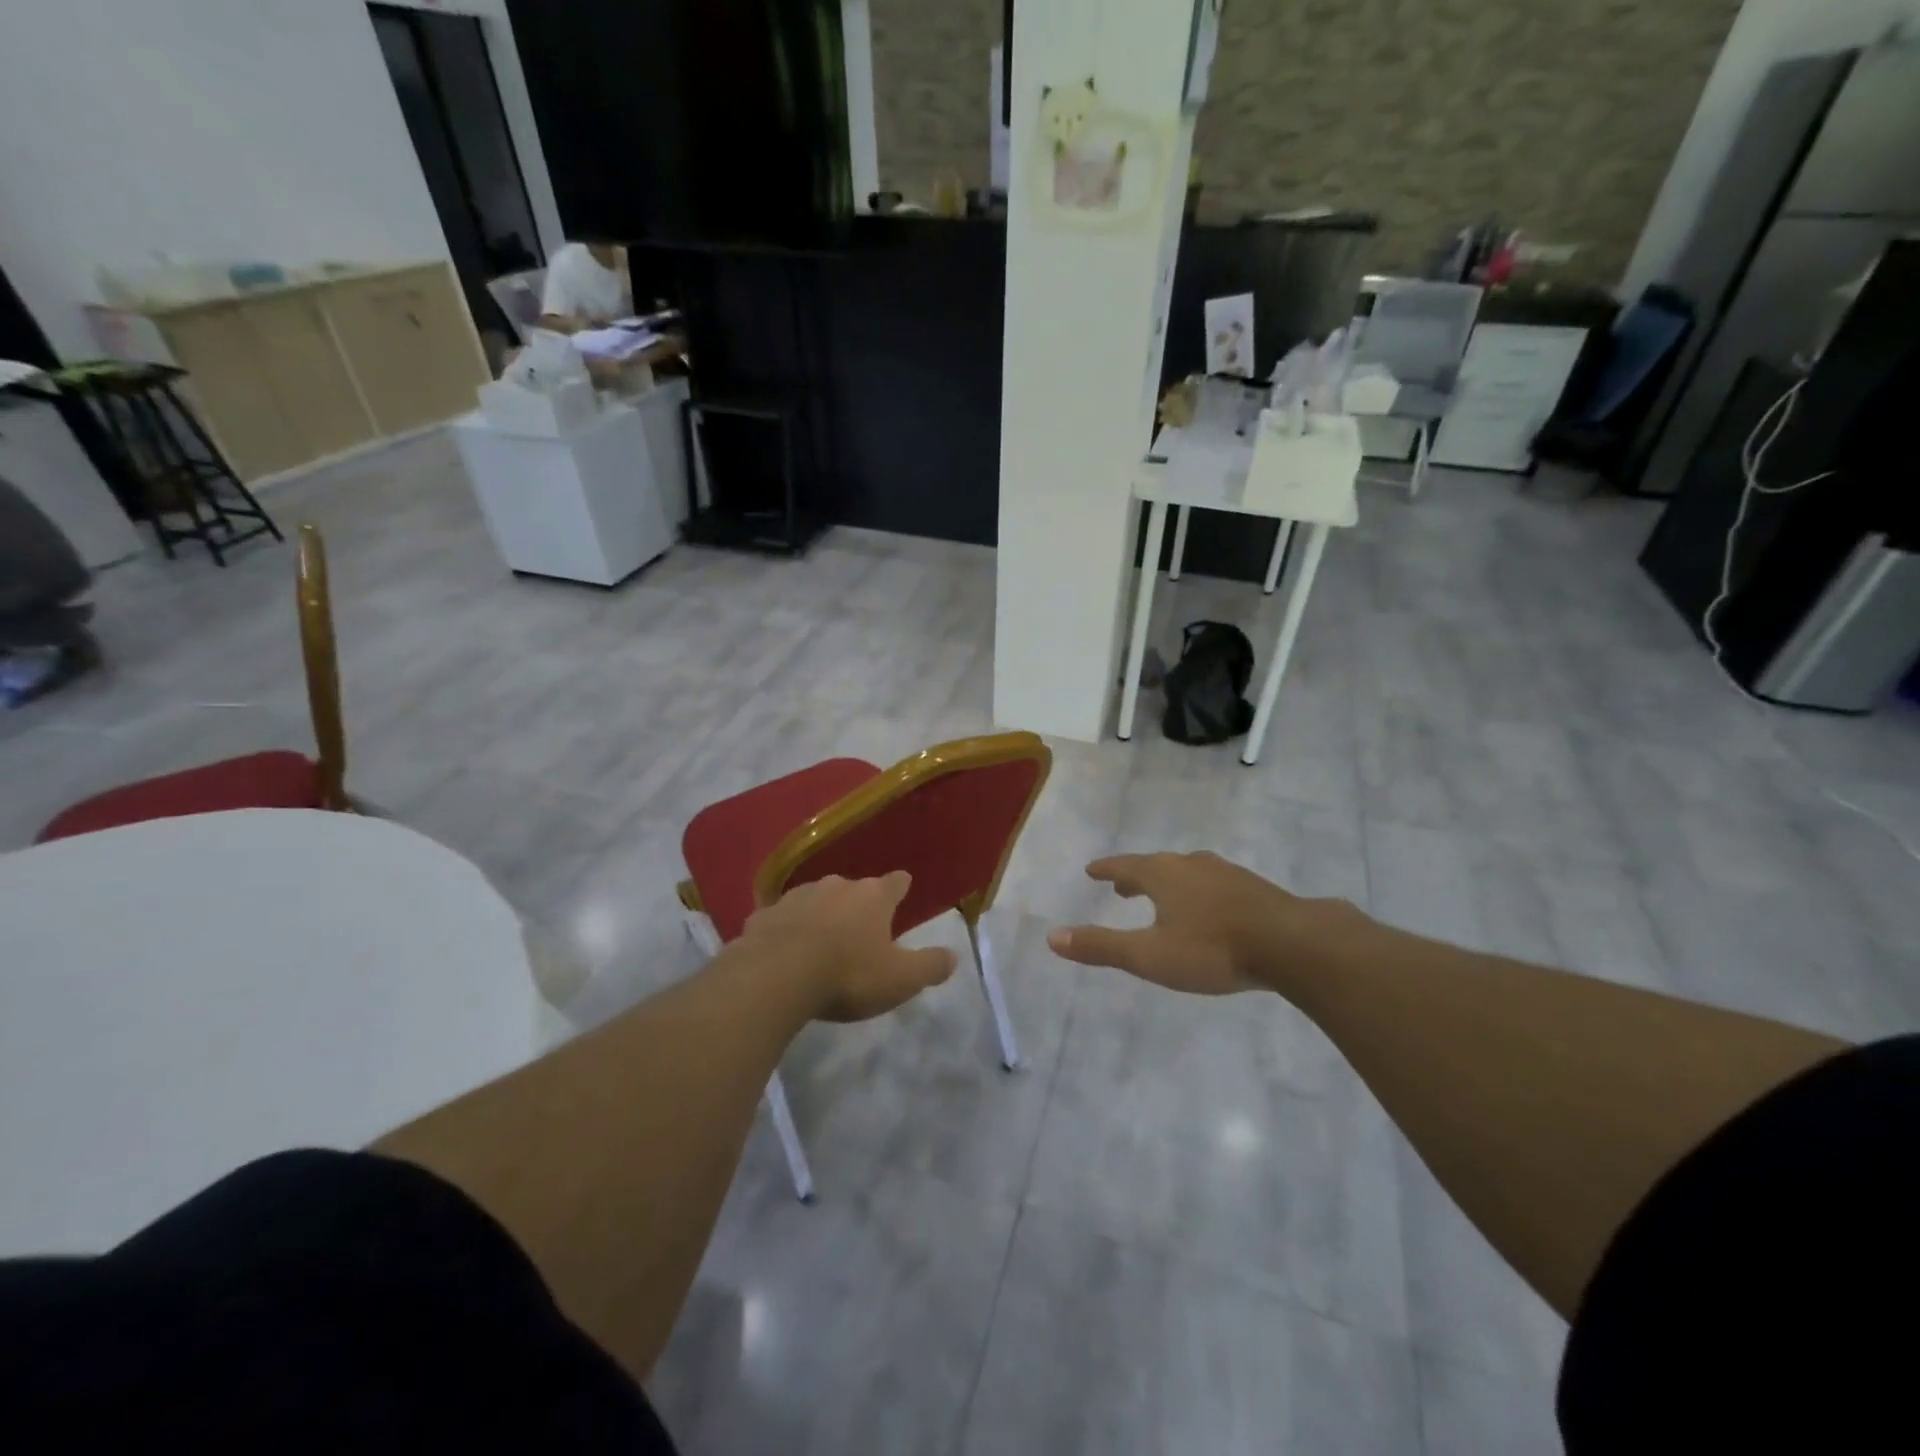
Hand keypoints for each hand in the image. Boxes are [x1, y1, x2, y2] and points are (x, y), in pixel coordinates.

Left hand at [735, 870, 955, 1021]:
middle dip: (857, 904)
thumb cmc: (848, 975)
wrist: (776, 977)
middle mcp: (836, 886)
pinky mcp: (763, 915)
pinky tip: (783, 948)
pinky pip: (780, 919)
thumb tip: (953, 956)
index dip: (900, 887)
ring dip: (821, 914)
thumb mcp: (900, 979)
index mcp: (873, 897)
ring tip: (820, 938)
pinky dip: (786, 929)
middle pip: (853, 889)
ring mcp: (796, 897)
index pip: (895, 882)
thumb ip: (930, 966)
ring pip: (815, 899)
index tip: (903, 887)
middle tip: (860, 928)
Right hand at [1047, 851, 1356, 994]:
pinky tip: (1210, 909)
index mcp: (1162, 875)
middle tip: (1121, 888)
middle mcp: (1192, 865)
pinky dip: (1199, 892)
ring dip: (1169, 883)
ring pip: (1188, 873)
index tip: (1092, 870)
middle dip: (1136, 877)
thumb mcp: (1149, 956)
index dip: (1106, 869)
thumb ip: (1101, 947)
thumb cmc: (1213, 949)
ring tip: (1163, 897)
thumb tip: (1051, 936)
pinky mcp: (1254, 889)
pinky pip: (1214, 884)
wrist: (1293, 944)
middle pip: (1156, 866)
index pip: (1125, 866)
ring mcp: (1227, 874)